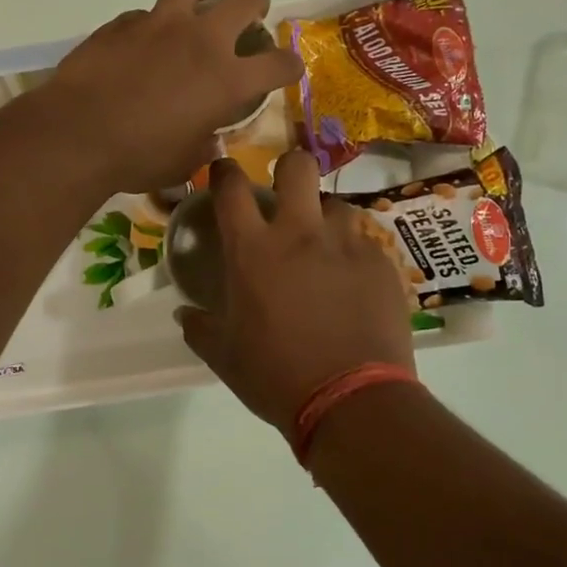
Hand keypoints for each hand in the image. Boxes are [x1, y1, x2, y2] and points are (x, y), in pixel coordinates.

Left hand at [44, 0, 304, 193]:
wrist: (76, 135)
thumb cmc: (137, 158)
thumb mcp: (184, 162)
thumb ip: (204, 142)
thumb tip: (207, 137)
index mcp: (227, 80)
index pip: (279, 63)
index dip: (289, 66)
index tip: (285, 71)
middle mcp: (201, 41)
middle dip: (256, 3)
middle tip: (249, 18)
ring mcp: (160, 24)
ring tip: (195, 13)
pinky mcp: (122, 23)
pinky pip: (146, 13)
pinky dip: (152, 26)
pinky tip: (141, 48)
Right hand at [178, 153, 415, 432]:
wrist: (351, 400)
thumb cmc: (276, 376)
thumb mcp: (224, 357)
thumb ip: (200, 327)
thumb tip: (185, 314)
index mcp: (253, 250)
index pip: (231, 188)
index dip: (225, 171)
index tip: (224, 171)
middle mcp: (300, 233)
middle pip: (298, 166)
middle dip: (289, 168)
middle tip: (286, 192)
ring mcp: (345, 244)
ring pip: (335, 204)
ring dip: (324, 220)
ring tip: (324, 248)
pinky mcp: (380, 263)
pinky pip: (364, 242)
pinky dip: (353, 254)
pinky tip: (352, 282)